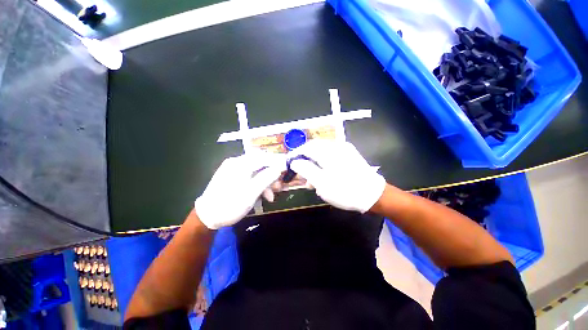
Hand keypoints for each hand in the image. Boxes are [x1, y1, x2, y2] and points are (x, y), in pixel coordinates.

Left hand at [195, 152, 284, 229]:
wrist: (207, 217)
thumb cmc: (230, 205)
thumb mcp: (251, 193)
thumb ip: (266, 178)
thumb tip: (279, 168)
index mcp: (240, 164)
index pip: (263, 157)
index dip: (277, 162)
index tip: (287, 168)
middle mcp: (236, 162)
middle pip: (260, 164)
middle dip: (272, 174)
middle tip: (279, 186)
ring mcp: (233, 169)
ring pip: (256, 171)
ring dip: (265, 182)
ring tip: (271, 196)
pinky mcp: (232, 176)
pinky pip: (249, 176)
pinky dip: (257, 184)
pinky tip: (262, 195)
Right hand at [289, 140, 385, 212]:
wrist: (374, 195)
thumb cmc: (345, 190)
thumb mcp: (321, 182)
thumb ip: (306, 169)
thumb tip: (295, 162)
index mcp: (328, 151)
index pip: (306, 147)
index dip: (296, 154)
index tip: (289, 163)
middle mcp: (336, 146)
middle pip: (314, 149)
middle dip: (305, 160)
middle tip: (300, 174)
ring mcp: (344, 150)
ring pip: (322, 153)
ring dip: (314, 164)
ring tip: (312, 182)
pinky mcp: (349, 155)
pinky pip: (331, 156)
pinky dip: (323, 165)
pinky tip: (324, 177)